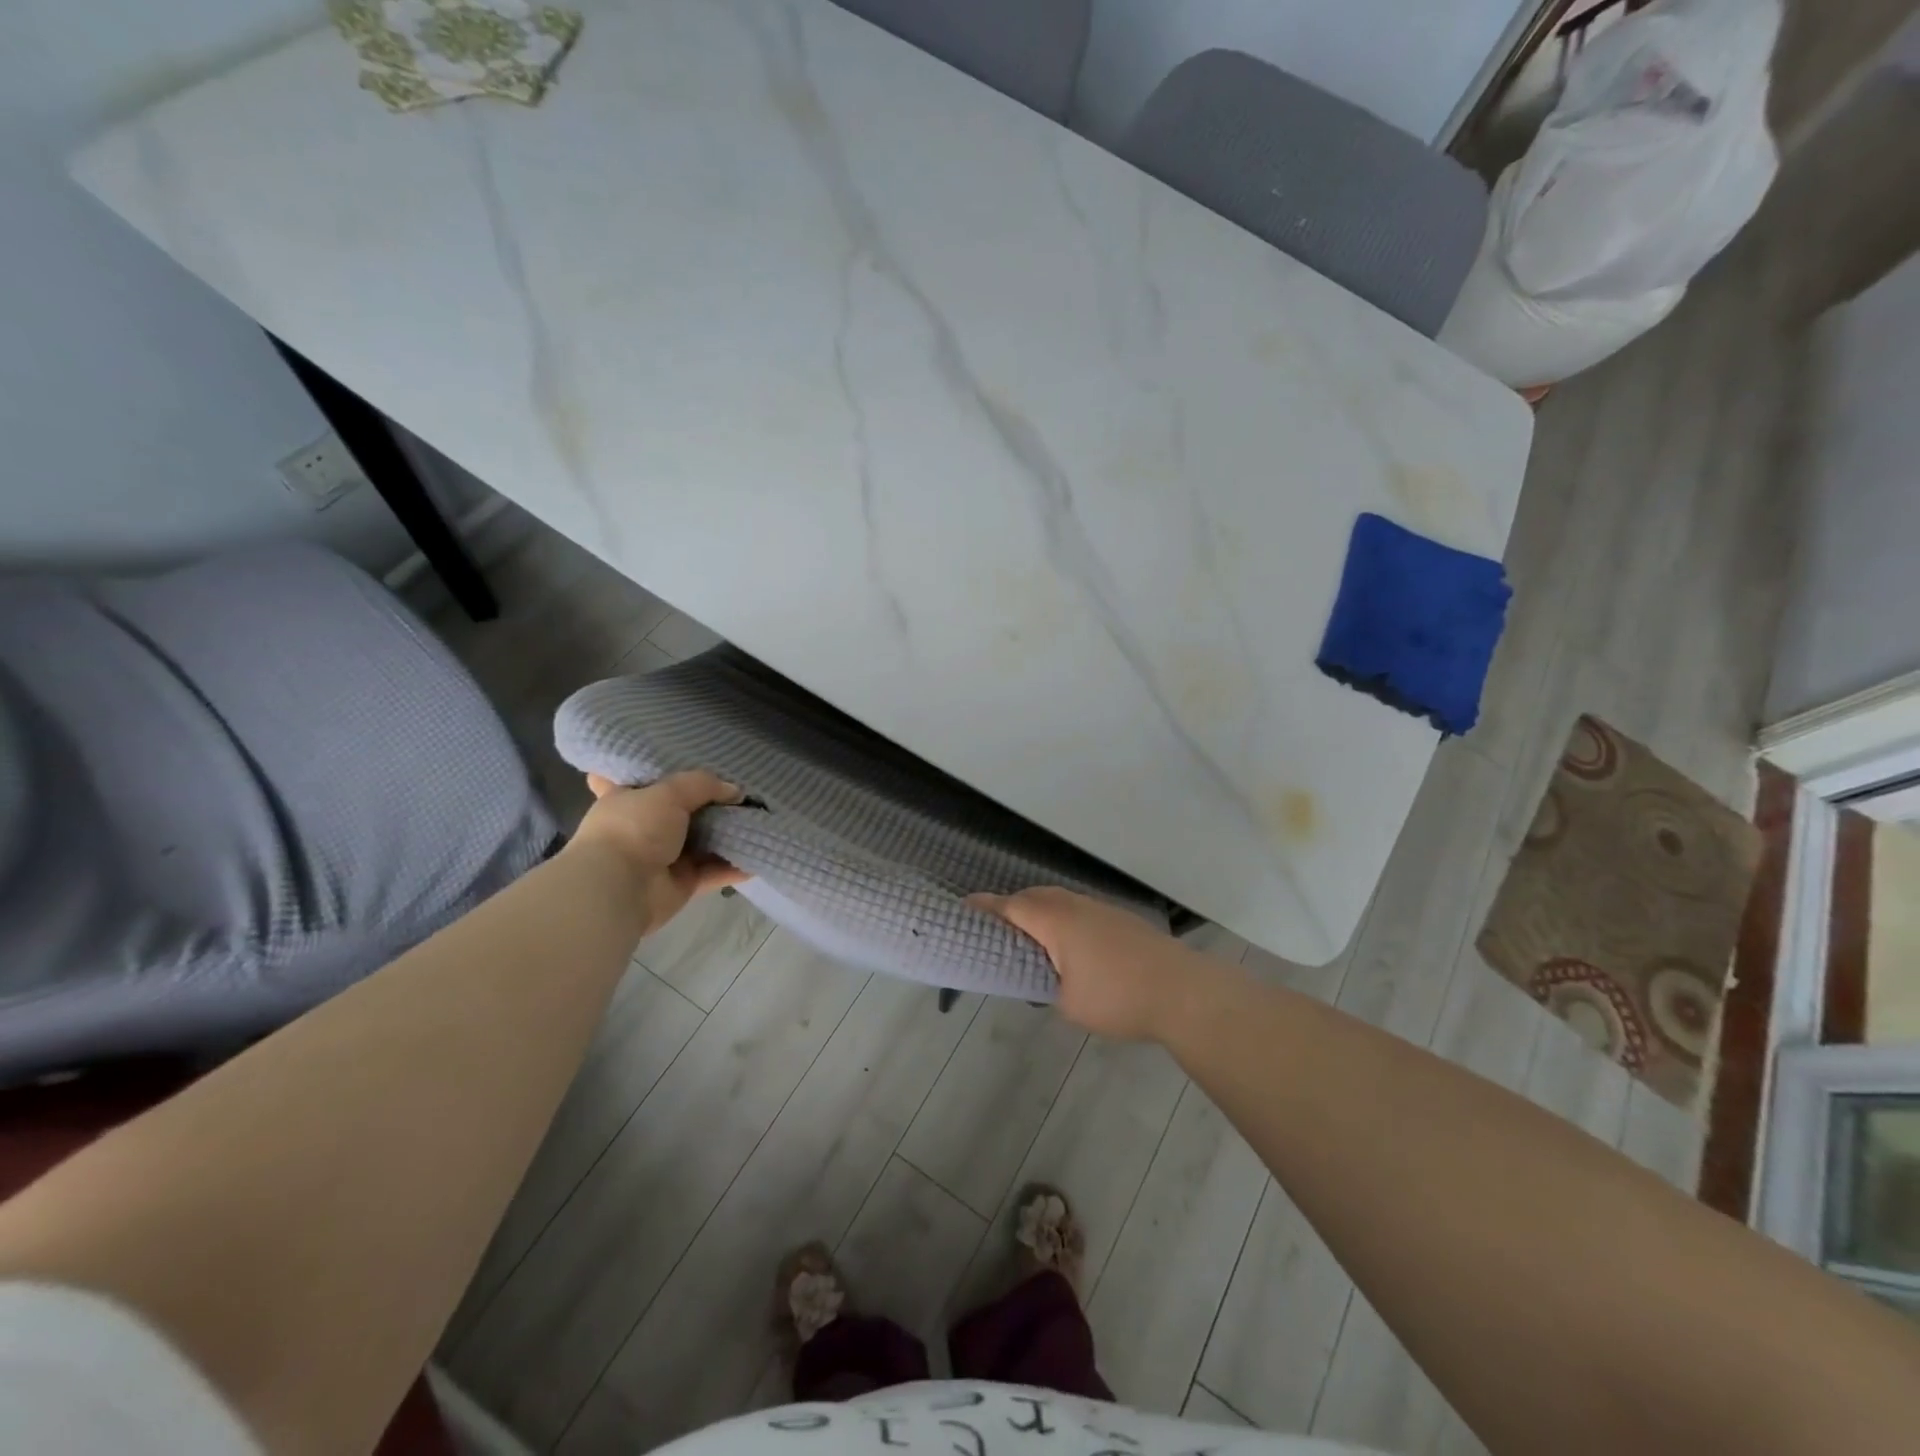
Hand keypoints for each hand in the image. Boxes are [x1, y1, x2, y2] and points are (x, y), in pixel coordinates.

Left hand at [567, 771, 747, 931]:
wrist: (619, 889)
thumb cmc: (633, 829)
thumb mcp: (668, 792)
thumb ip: (703, 784)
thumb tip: (734, 791)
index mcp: (625, 800)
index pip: (638, 780)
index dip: (658, 772)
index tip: (683, 760)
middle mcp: (642, 828)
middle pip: (680, 812)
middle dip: (708, 804)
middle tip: (742, 791)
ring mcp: (662, 858)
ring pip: (702, 842)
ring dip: (727, 834)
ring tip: (760, 819)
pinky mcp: (681, 884)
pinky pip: (714, 871)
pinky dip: (735, 866)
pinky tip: (760, 853)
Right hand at [969, 886, 1222, 1041]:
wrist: (1183, 991)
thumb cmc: (1117, 998)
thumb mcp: (1068, 1003)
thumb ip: (1047, 985)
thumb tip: (1046, 978)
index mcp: (1055, 921)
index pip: (1011, 907)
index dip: (986, 907)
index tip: (964, 907)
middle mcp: (1075, 906)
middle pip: (1034, 897)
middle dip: (1012, 907)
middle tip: (995, 927)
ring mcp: (1101, 909)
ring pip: (1059, 900)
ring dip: (1039, 911)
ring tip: (1029, 937)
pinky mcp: (1120, 919)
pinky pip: (1079, 909)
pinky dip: (1062, 918)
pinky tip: (1068, 944)